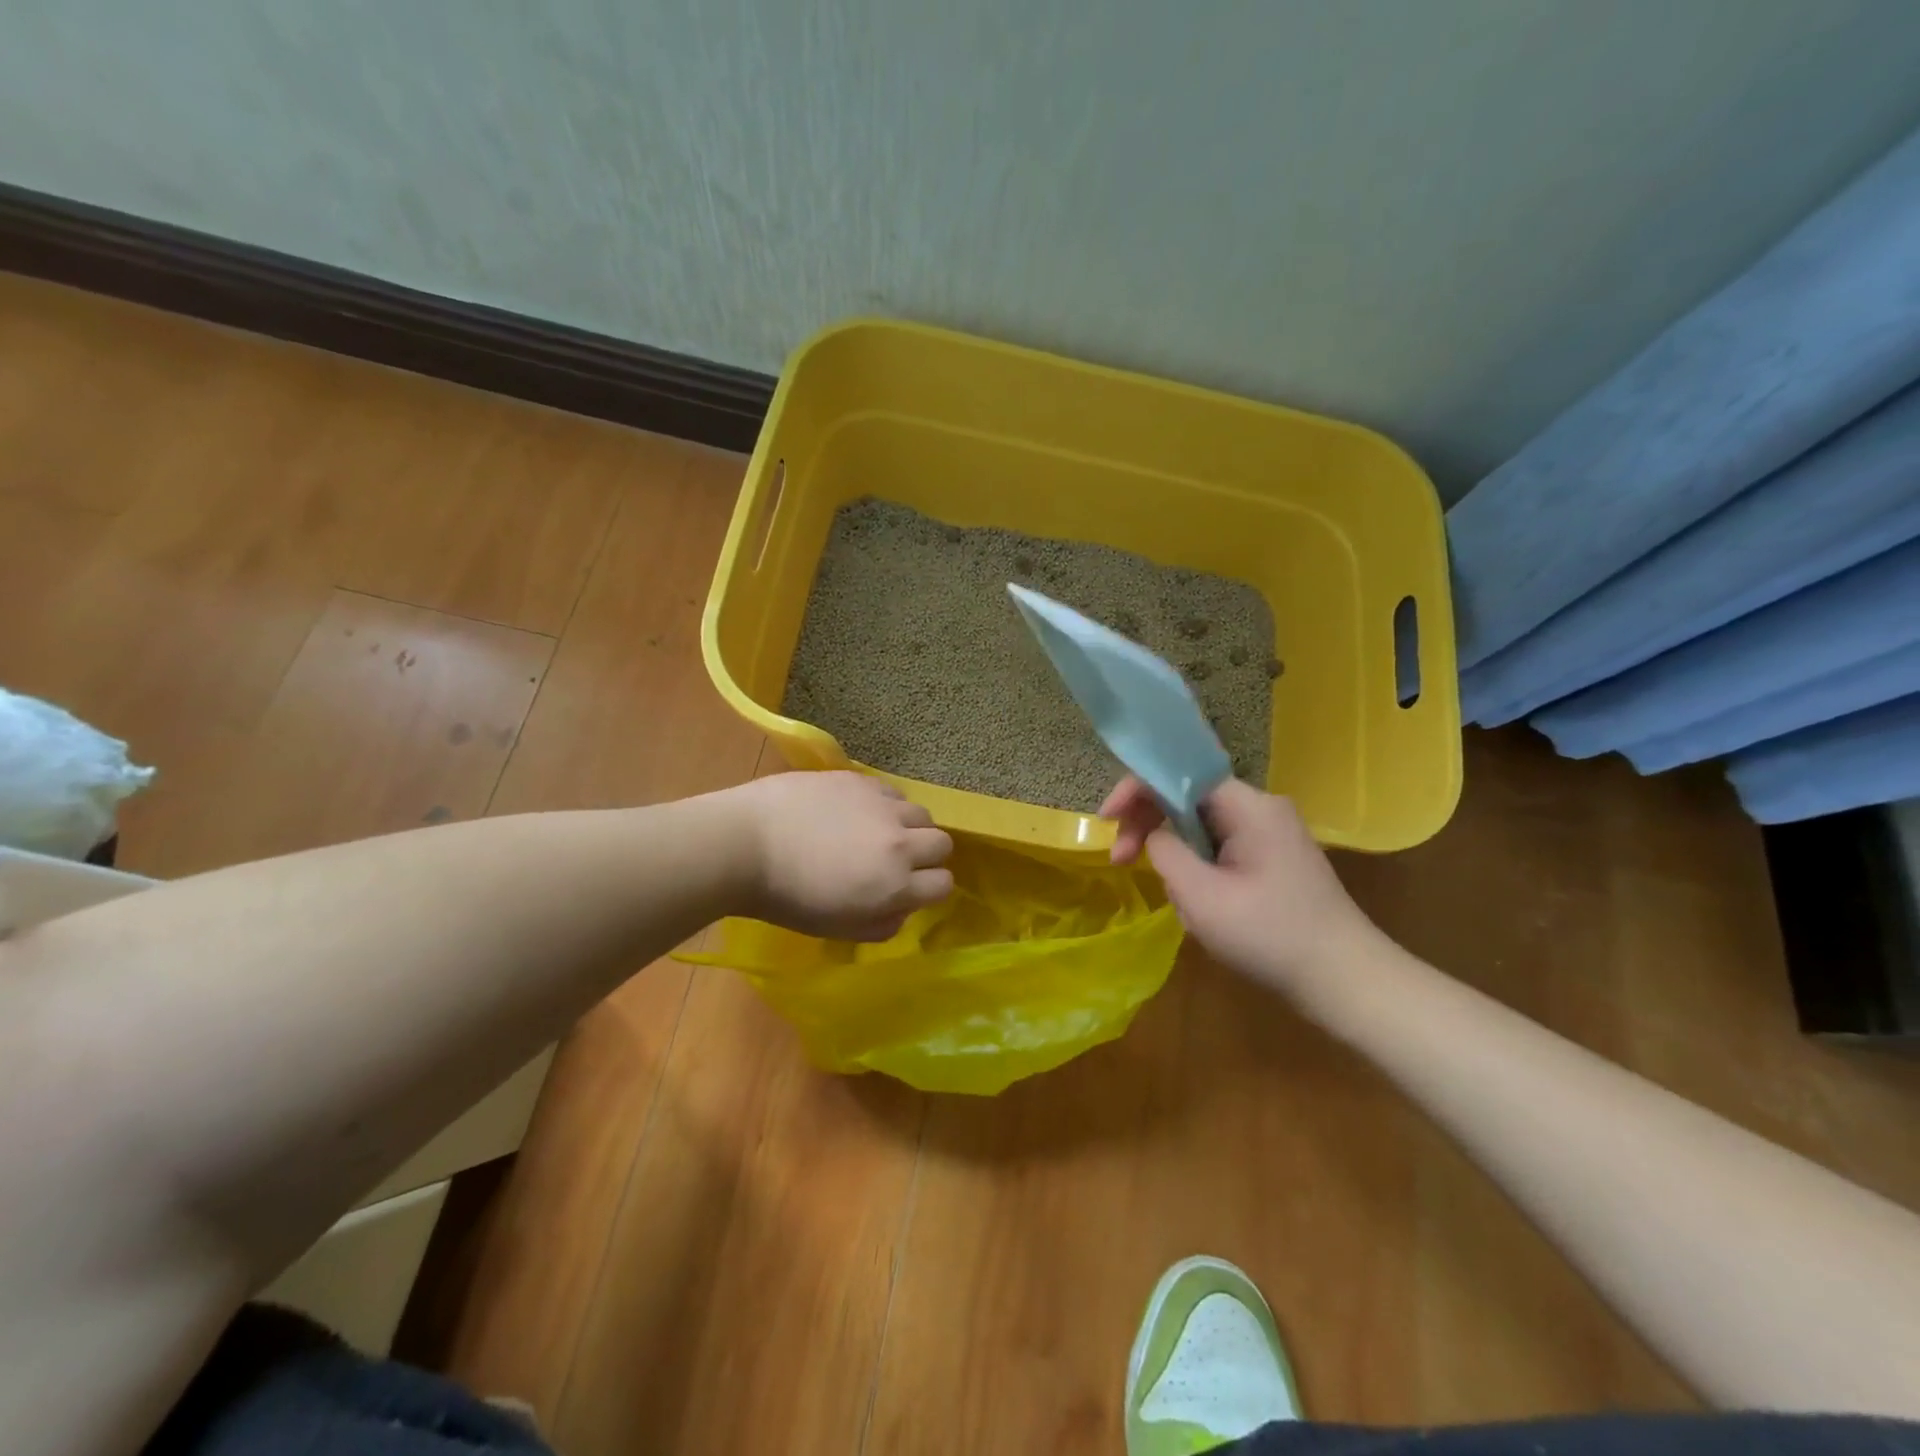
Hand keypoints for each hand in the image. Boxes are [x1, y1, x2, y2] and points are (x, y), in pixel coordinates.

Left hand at [724, 771, 953, 940]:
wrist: (744, 843)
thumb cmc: (786, 897)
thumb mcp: (837, 928)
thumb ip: (881, 925)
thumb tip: (901, 909)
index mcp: (895, 884)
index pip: (943, 885)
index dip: (930, 889)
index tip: (909, 890)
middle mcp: (900, 842)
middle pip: (942, 843)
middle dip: (928, 855)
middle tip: (898, 861)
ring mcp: (881, 806)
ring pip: (920, 812)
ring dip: (909, 826)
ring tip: (880, 832)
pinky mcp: (860, 780)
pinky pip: (891, 791)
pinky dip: (885, 804)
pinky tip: (858, 811)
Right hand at [1103, 777, 1376, 991]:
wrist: (1347, 981)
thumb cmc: (1271, 936)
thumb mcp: (1202, 897)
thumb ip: (1165, 852)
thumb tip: (1153, 835)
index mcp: (1249, 806)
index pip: (1178, 774)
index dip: (1135, 791)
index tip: (1106, 823)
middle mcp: (1261, 808)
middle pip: (1187, 798)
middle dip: (1150, 826)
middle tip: (1122, 863)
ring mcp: (1271, 834)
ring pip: (1200, 827)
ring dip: (1176, 856)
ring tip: (1179, 902)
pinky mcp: (1273, 858)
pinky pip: (1220, 848)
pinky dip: (1198, 869)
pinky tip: (1201, 906)